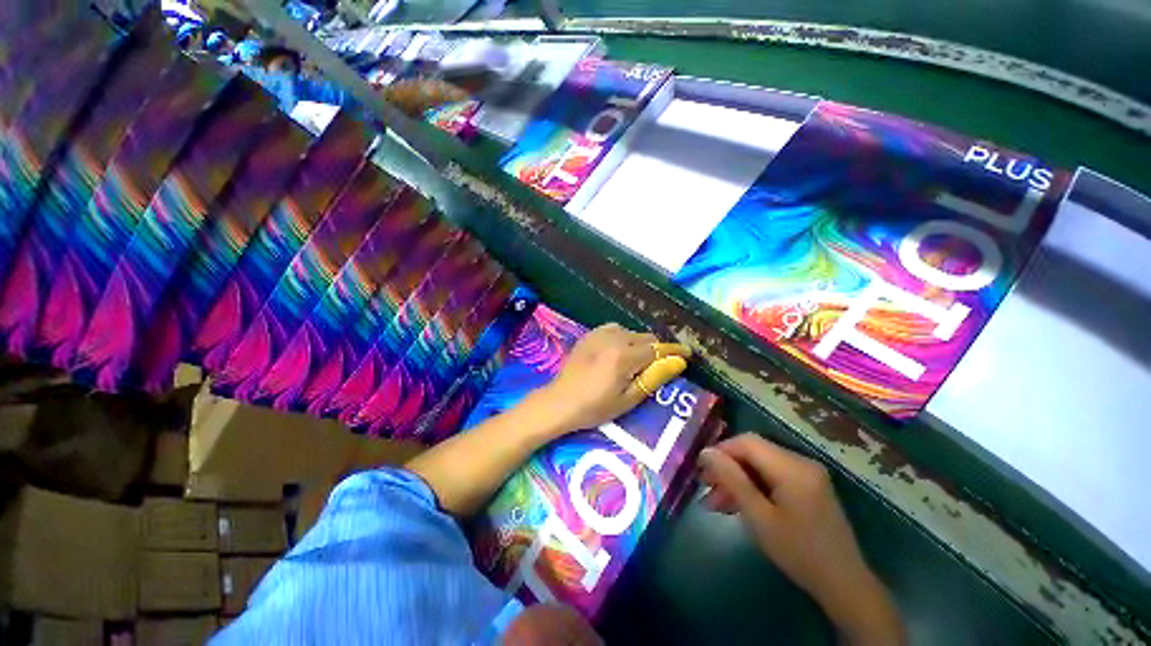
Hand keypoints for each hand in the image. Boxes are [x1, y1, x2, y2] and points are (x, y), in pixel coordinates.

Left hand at [531, 323, 689, 433]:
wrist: (560, 401)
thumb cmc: (595, 407)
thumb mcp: (628, 399)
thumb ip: (653, 378)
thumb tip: (678, 362)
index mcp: (624, 356)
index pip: (657, 349)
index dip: (674, 351)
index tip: (687, 354)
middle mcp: (613, 339)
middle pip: (645, 338)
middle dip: (656, 349)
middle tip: (658, 365)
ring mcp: (599, 334)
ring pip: (631, 332)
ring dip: (639, 343)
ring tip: (636, 360)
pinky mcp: (590, 335)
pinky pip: (614, 329)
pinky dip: (623, 337)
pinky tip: (618, 351)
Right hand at [698, 434, 904, 645]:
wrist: (844, 584)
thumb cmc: (799, 552)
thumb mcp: (759, 517)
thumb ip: (732, 480)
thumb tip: (706, 452)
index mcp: (792, 468)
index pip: (747, 442)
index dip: (721, 450)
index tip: (701, 469)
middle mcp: (801, 462)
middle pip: (753, 452)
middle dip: (727, 468)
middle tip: (705, 489)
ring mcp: (807, 473)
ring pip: (760, 465)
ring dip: (737, 480)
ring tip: (716, 503)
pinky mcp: (808, 485)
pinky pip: (772, 475)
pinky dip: (753, 486)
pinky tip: (738, 504)